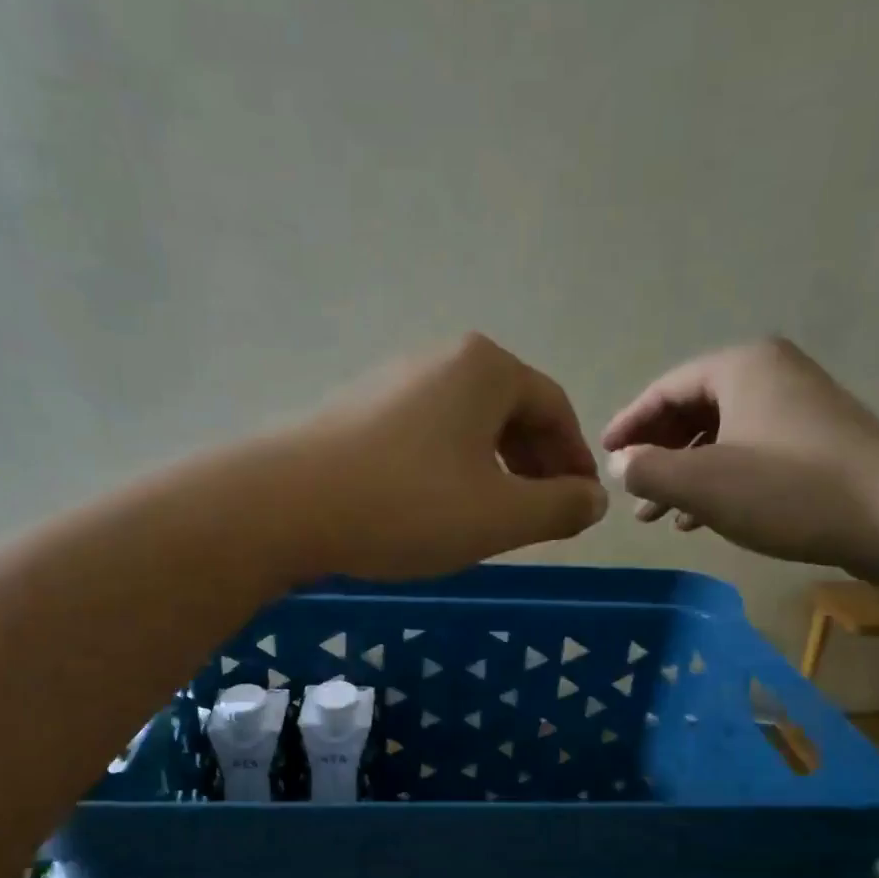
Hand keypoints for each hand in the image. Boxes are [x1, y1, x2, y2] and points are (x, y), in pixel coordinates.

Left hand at [291, 333, 608, 580]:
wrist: (285, 507)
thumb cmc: (409, 505)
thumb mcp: (501, 516)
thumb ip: (560, 507)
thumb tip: (593, 499)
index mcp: (485, 369)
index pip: (554, 409)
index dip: (573, 460)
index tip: (579, 505)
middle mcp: (439, 360)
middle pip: (509, 412)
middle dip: (533, 465)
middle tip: (540, 514)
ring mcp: (391, 382)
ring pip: (465, 427)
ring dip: (491, 469)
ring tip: (490, 517)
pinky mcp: (356, 412)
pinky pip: (424, 437)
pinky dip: (448, 469)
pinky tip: (435, 508)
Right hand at [601, 337, 878, 574]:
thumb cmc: (788, 490)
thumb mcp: (702, 483)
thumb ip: (647, 470)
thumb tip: (619, 464)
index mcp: (740, 367)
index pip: (665, 389)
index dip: (628, 424)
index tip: (602, 457)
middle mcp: (769, 374)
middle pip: (692, 410)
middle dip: (656, 454)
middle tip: (630, 492)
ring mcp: (797, 407)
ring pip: (720, 437)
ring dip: (684, 474)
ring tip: (657, 516)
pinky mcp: (816, 441)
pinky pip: (748, 452)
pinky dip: (718, 480)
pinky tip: (700, 518)